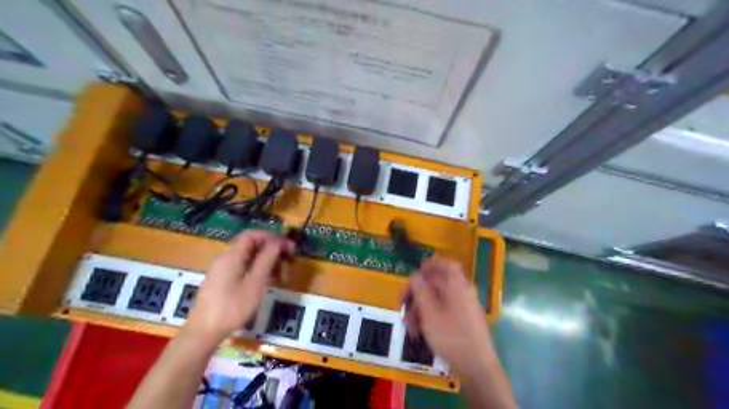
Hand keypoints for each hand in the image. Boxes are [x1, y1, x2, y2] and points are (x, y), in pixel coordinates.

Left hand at [184, 230, 294, 343]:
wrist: (203, 333)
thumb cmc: (232, 307)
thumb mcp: (255, 282)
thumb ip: (267, 258)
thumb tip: (279, 241)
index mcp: (231, 254)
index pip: (252, 234)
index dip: (272, 237)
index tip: (288, 247)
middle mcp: (224, 257)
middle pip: (250, 244)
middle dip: (271, 249)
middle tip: (287, 261)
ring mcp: (221, 269)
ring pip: (247, 256)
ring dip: (265, 261)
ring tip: (280, 275)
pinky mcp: (220, 280)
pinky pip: (241, 266)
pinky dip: (256, 269)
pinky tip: (265, 282)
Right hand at [401, 259, 498, 375]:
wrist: (477, 368)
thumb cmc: (451, 337)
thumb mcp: (429, 313)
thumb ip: (420, 291)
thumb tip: (415, 275)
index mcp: (456, 286)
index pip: (446, 265)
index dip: (431, 264)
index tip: (416, 270)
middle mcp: (462, 292)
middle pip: (436, 284)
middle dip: (416, 294)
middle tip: (402, 307)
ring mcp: (464, 308)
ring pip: (437, 300)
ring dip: (420, 310)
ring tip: (410, 328)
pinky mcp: (464, 321)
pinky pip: (443, 312)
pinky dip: (430, 318)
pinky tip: (421, 333)